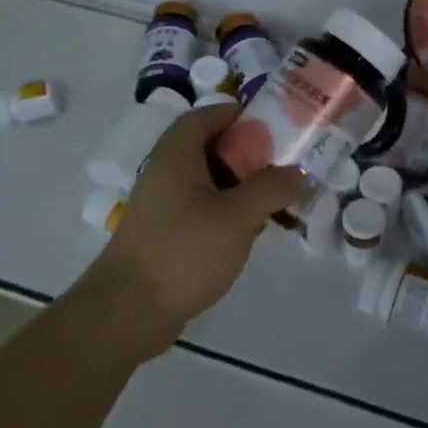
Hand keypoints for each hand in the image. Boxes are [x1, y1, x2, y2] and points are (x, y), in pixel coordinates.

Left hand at [90, 103, 307, 355]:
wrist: (128, 312)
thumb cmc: (184, 251)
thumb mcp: (238, 215)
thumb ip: (273, 187)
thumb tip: (299, 174)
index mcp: (178, 154)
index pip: (208, 115)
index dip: (240, 114)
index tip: (276, 126)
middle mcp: (166, 172)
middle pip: (211, 148)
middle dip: (250, 155)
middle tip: (283, 167)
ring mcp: (163, 206)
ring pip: (209, 183)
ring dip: (242, 188)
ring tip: (277, 203)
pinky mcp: (164, 236)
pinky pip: (202, 211)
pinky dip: (228, 214)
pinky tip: (251, 234)